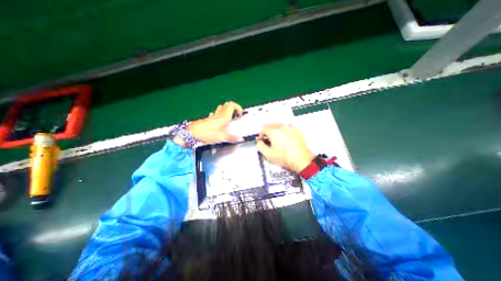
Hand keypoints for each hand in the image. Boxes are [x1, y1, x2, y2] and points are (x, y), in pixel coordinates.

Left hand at [173, 101, 245, 145]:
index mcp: (224, 116)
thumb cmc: (208, 133)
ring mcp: (213, 115)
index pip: (232, 105)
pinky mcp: (209, 118)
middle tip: (236, 116)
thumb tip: (241, 139)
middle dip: (234, 108)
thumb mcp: (222, 137)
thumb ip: (232, 138)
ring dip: (227, 110)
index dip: (238, 108)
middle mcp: (219, 114)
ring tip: (230, 118)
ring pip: (222, 107)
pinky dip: (220, 114)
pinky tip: (220, 121)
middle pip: (228, 104)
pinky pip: (216, 113)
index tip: (240, 115)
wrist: (192, 133)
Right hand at [258, 124, 311, 171]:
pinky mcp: (297, 130)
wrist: (302, 160)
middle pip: (271, 125)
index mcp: (274, 132)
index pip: (263, 128)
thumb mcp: (268, 154)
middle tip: (270, 141)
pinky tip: (286, 140)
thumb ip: (260, 146)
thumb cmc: (286, 158)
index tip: (262, 139)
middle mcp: (282, 127)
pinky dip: (285, 132)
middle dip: (268, 132)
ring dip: (276, 132)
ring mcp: (291, 128)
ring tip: (278, 141)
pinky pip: (288, 128)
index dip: (261, 134)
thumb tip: (259, 142)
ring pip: (280, 126)